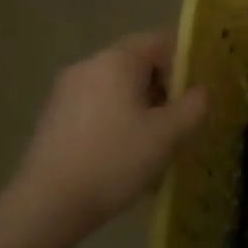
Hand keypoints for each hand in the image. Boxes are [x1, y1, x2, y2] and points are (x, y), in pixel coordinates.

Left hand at [8, 31, 207, 234]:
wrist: (46, 206)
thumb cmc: (115, 160)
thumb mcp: (169, 134)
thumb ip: (195, 105)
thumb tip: (200, 91)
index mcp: (117, 59)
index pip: (161, 41)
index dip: (185, 64)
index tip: (193, 97)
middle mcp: (89, 64)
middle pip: (138, 64)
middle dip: (162, 90)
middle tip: (176, 124)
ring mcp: (65, 90)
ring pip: (117, 88)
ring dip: (140, 108)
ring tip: (151, 147)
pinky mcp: (52, 116)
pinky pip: (96, 106)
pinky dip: (115, 121)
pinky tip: (121, 158)